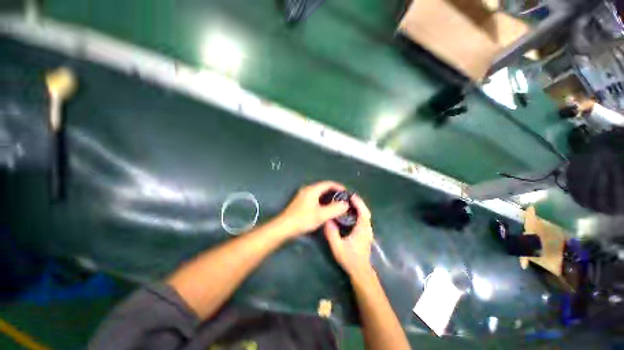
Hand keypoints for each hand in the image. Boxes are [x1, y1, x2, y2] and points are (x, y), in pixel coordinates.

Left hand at [278, 181, 348, 236]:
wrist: (284, 227)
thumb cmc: (303, 219)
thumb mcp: (321, 215)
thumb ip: (334, 209)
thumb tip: (345, 204)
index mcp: (312, 190)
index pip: (328, 184)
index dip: (339, 187)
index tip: (346, 192)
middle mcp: (307, 189)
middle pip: (324, 187)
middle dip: (334, 192)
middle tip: (343, 198)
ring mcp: (303, 195)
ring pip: (319, 192)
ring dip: (328, 196)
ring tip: (337, 203)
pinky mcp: (301, 201)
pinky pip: (315, 197)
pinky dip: (323, 200)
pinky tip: (326, 207)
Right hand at [324, 194, 373, 275]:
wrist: (360, 271)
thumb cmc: (350, 259)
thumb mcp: (337, 247)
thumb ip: (332, 233)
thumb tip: (327, 220)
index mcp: (362, 230)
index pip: (363, 212)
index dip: (358, 203)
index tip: (351, 195)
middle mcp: (367, 229)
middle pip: (365, 211)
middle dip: (358, 202)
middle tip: (348, 196)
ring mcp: (367, 231)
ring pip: (365, 215)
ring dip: (359, 207)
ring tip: (349, 202)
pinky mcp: (366, 233)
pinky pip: (364, 219)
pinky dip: (359, 212)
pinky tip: (351, 212)